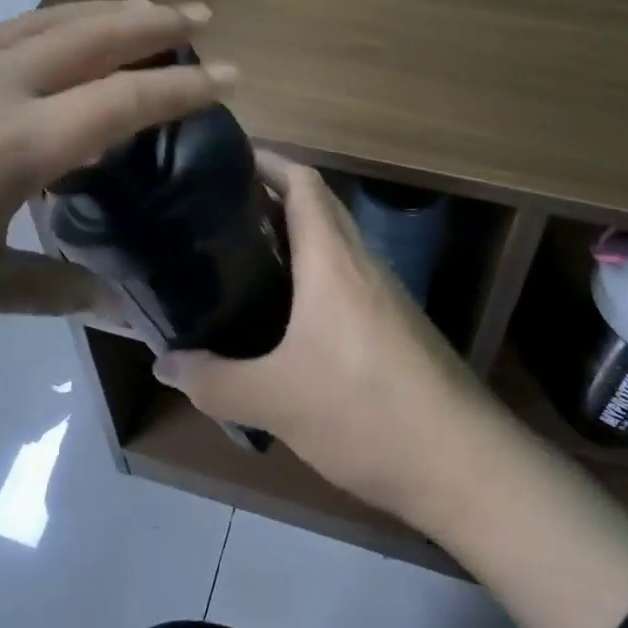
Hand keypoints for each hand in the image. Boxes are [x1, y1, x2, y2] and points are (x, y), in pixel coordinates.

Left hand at [0, 0, 235, 450]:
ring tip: (144, 9)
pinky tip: (56, 41)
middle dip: (155, 20)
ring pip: (46, 19)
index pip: (123, 99)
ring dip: (103, 10)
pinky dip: (51, 25)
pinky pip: (3, 31)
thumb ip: (54, 289)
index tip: (231, 74)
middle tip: (201, 13)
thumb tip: (127, 317)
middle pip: (92, 33)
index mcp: (12, 144)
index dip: (184, 85)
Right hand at [154, 155, 498, 523]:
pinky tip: (288, 315)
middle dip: (272, 196)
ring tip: (243, 256)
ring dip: (295, 237)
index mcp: (333, 260)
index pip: (303, 182)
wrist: (464, 465)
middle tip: (219, 210)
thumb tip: (164, 362)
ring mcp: (386, 294)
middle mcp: (362, 263)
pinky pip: (347, 279)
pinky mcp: (396, 326)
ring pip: (334, 243)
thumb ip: (215, 381)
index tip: (225, 161)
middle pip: (319, 205)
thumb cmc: (365, 412)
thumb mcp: (276, 401)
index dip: (267, 161)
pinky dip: (313, 275)